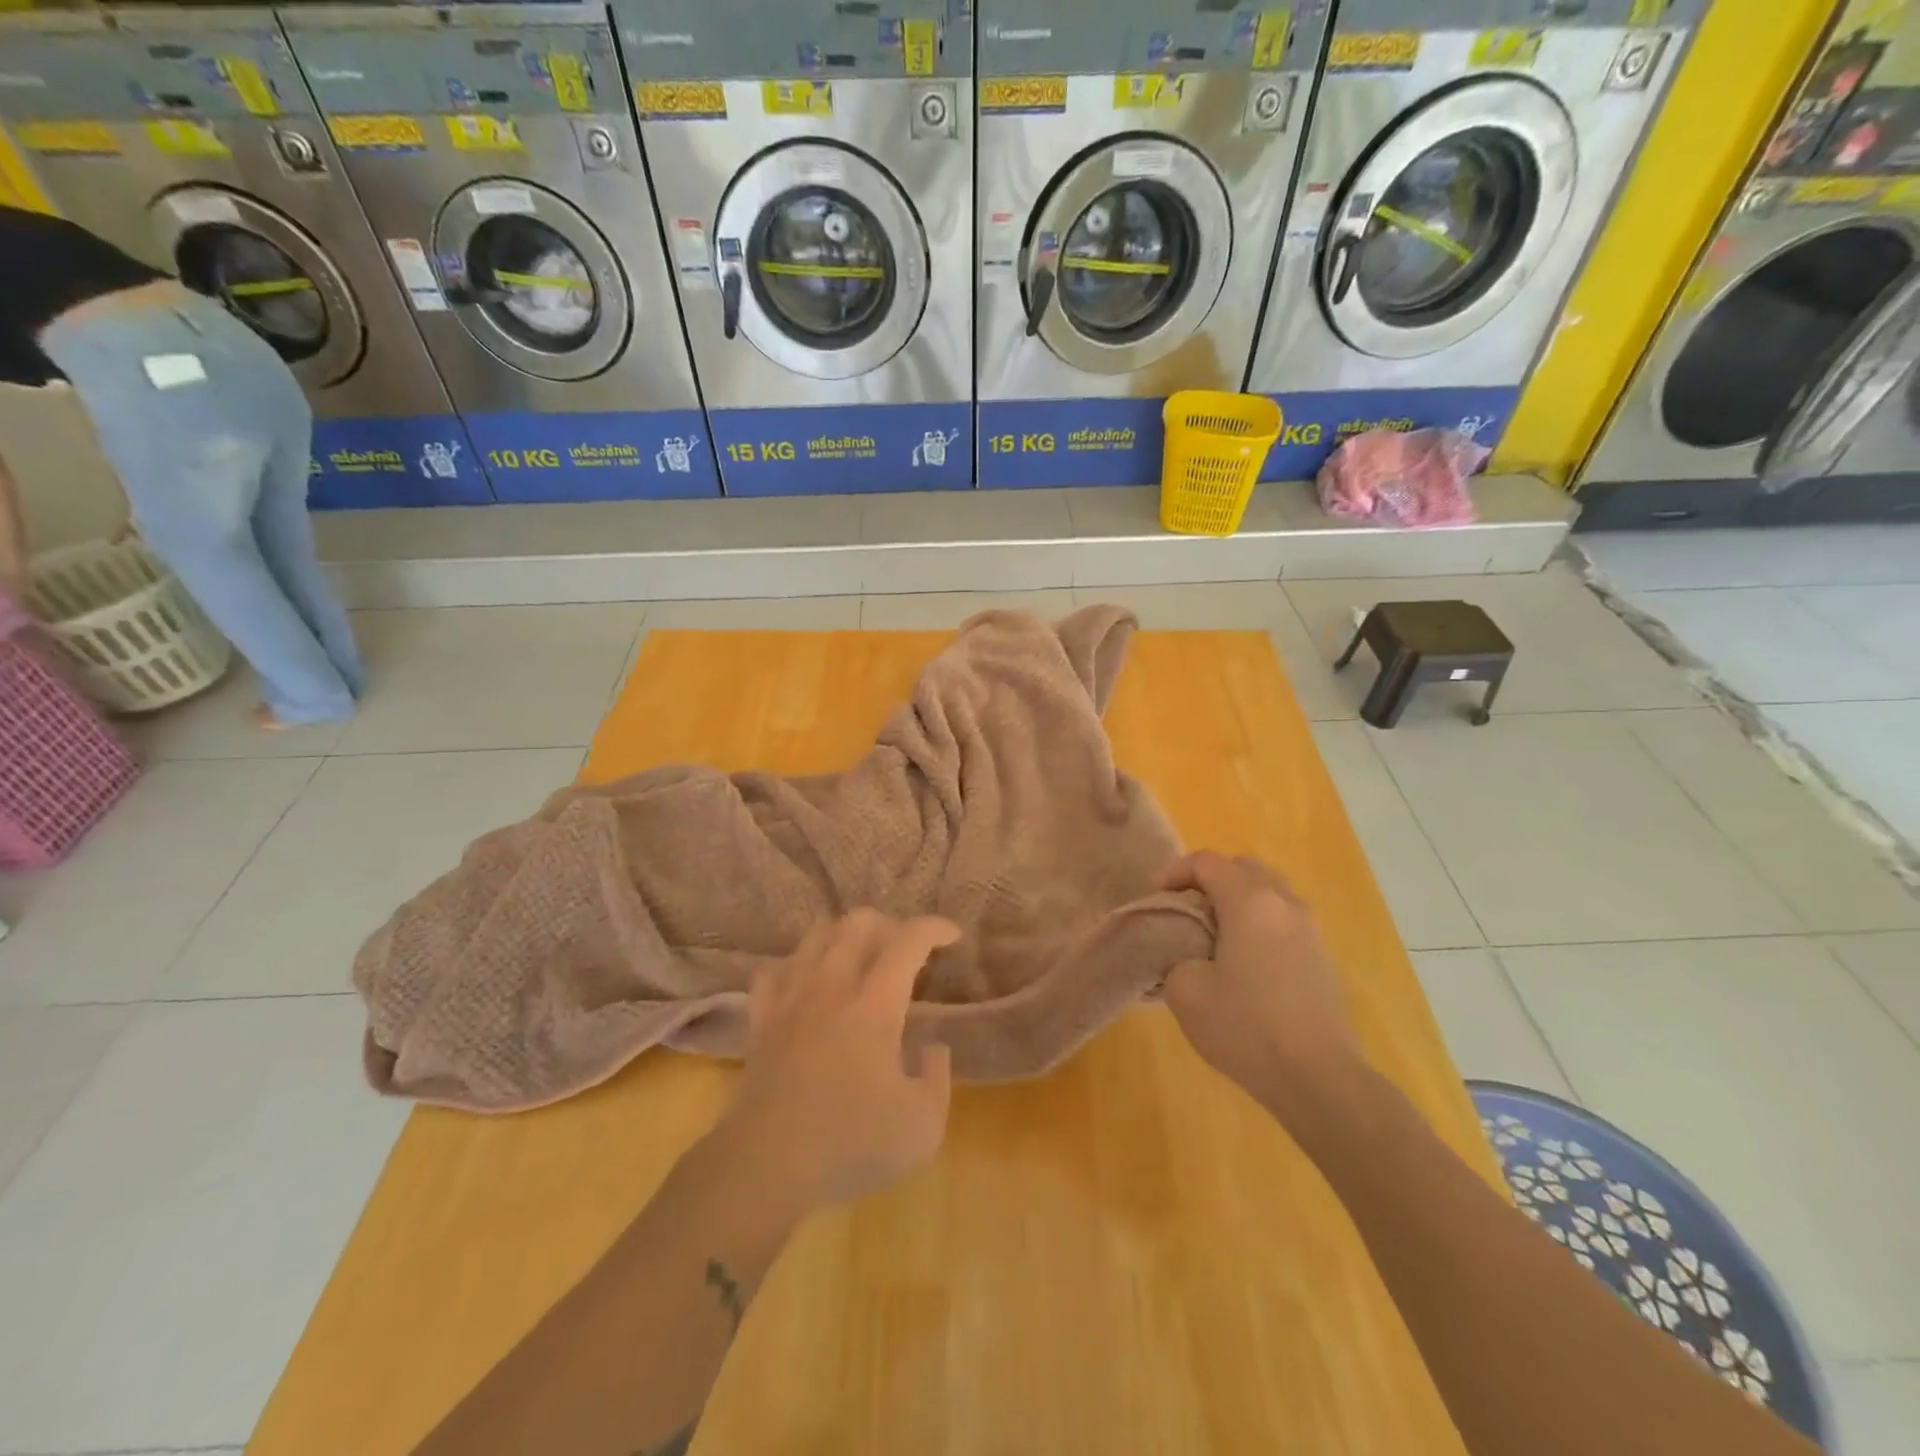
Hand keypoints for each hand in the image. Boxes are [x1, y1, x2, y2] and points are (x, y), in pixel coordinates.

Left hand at [717, 910, 959, 1210]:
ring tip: (858, 960)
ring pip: (815, 935)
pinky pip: (774, 970)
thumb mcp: (922, 1126)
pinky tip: (806, 984)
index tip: (951, 936)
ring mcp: (791, 999)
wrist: (765, 1165)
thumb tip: (934, 1047)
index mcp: (875, 1004)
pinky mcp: (761, 1019)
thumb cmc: (850, 1144)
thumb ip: (938, 1078)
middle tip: (903, 952)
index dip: (934, 928)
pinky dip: (796, 966)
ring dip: (843, 936)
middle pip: (857, 922)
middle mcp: (832, 986)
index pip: (908, 941)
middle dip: (888, 925)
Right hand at [1158, 852, 1362, 1111]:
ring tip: (1214, 933)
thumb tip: (1189, 953)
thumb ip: (1176, 955)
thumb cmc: (1246, 1028)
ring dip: (1238, 899)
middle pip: (1243, 867)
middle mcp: (1283, 903)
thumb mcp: (1185, 991)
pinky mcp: (1321, 956)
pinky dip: (1258, 922)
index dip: (1175, 870)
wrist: (1318, 1078)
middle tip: (1187, 908)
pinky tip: (1244, 960)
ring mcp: (1309, 928)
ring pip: (1268, 890)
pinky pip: (1283, 918)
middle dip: (1210, 879)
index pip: (1207, 862)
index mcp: (1249, 902)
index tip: (1156, 895)